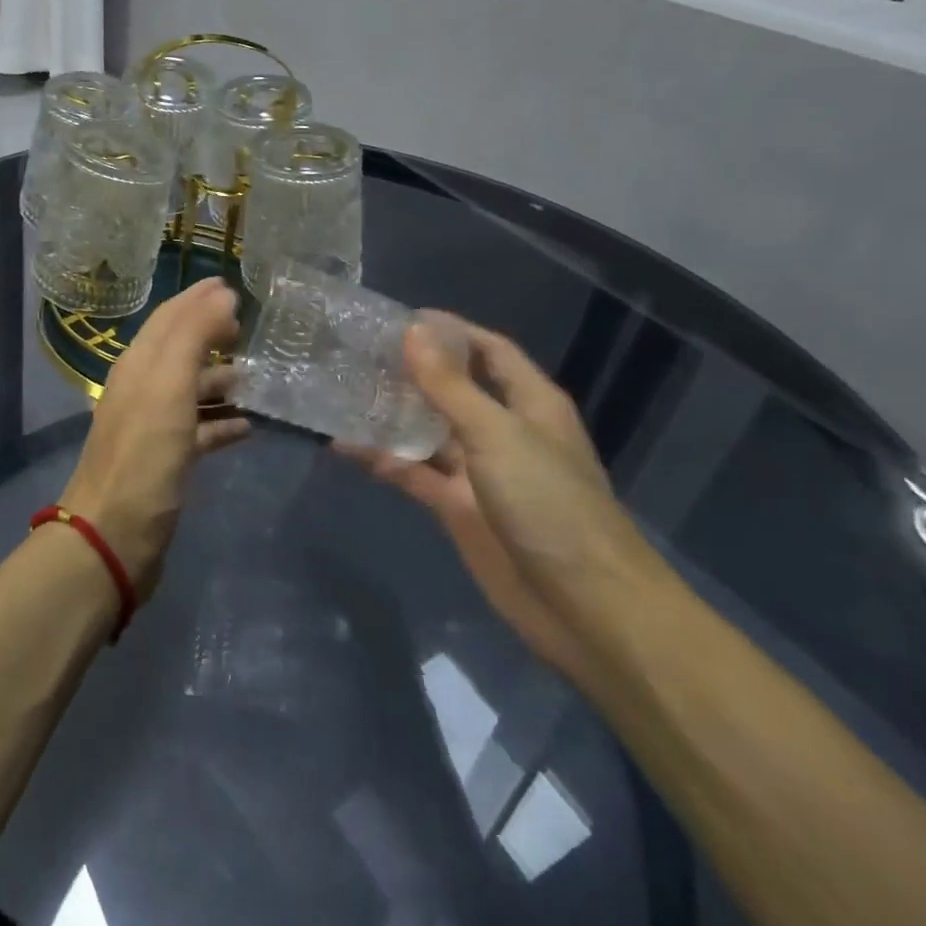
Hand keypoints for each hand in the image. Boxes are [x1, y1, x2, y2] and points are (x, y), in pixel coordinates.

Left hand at [60, 277, 249, 598]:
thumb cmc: (144, 454)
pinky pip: (199, 431)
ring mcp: (154, 426)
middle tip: (250, 327)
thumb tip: (221, 294)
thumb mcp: (169, 385)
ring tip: (257, 375)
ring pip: (191, 390)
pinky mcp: (166, 462)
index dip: (197, 298)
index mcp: (139, 365)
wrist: (115, 536)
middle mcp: (143, 389)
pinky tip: (248, 425)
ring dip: (220, 379)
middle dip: (212, 334)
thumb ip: (194, 336)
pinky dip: (221, 422)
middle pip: (180, 351)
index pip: (169, 317)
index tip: (230, 284)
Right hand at [339, 314, 661, 686]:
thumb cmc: (550, 504)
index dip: (450, 330)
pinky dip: (382, 459)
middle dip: (411, 369)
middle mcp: (503, 429)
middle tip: (358, 350)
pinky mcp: (457, 507)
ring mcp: (478, 470)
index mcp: (528, 403)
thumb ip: (449, 386)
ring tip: (341, 388)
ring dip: (391, 412)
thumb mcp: (497, 434)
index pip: (488, 350)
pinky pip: (413, 472)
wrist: (584, 608)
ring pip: (427, 429)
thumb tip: (411, 331)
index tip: (399, 317)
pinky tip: (343, 445)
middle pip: (453, 387)